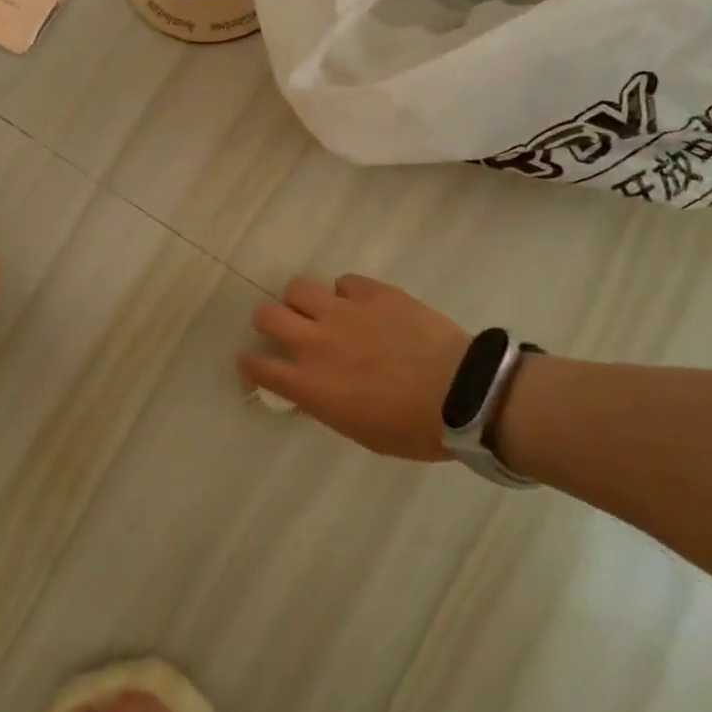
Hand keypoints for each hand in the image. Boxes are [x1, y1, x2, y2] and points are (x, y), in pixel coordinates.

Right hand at [237, 274, 468, 461]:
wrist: (462, 394)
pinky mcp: (371, 292)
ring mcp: (343, 312)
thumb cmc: (412, 429)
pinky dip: (345, 292)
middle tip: (283, 328)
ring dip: (302, 300)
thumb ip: (327, 404)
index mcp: (311, 385)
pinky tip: (360, 304)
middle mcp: (316, 343)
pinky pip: (343, 281)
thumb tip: (314, 389)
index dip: (250, 363)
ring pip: (297, 288)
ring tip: (319, 308)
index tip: (250, 360)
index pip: (261, 368)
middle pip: (268, 316)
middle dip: (268, 322)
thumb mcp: (359, 430)